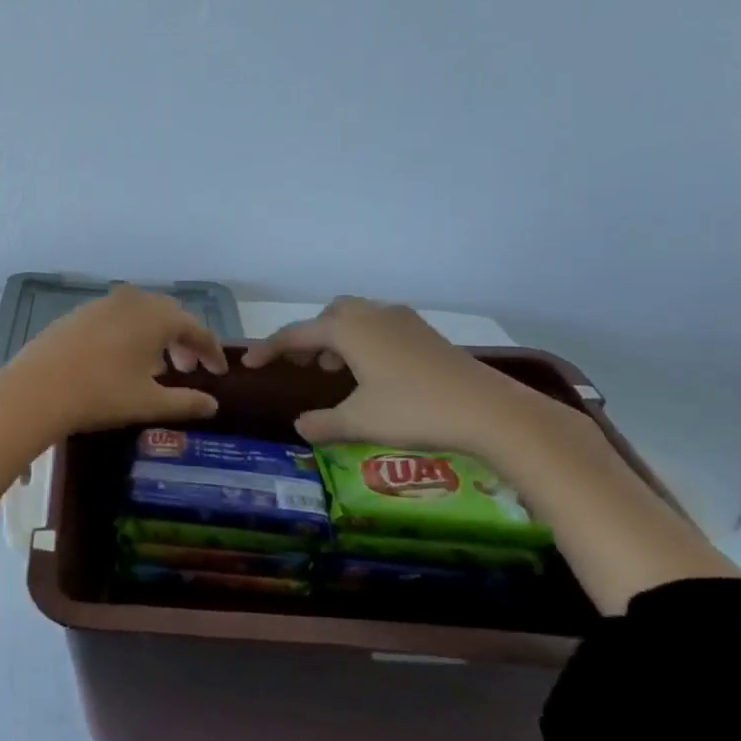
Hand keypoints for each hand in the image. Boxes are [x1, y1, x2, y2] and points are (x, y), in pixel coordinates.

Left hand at [0, 286, 227, 437]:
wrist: (36, 390)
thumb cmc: (100, 395)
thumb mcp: (148, 403)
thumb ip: (186, 402)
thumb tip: (213, 405)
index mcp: (156, 316)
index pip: (196, 327)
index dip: (211, 350)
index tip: (219, 371)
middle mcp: (131, 300)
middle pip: (168, 314)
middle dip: (183, 339)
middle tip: (188, 369)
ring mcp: (100, 304)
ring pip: (140, 314)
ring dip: (155, 336)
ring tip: (156, 367)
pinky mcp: (76, 314)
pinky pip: (115, 318)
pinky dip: (128, 334)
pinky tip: (121, 360)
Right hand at [245, 296, 557, 454]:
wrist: (491, 412)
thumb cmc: (414, 411)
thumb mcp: (359, 421)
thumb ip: (323, 422)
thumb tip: (299, 425)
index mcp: (348, 330)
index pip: (295, 334)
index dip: (269, 349)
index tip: (249, 364)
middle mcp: (372, 316)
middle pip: (328, 316)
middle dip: (308, 336)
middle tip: (298, 363)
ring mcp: (403, 322)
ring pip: (357, 318)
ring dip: (337, 337)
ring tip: (332, 368)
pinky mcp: (426, 334)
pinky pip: (380, 326)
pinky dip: (363, 341)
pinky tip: (371, 371)